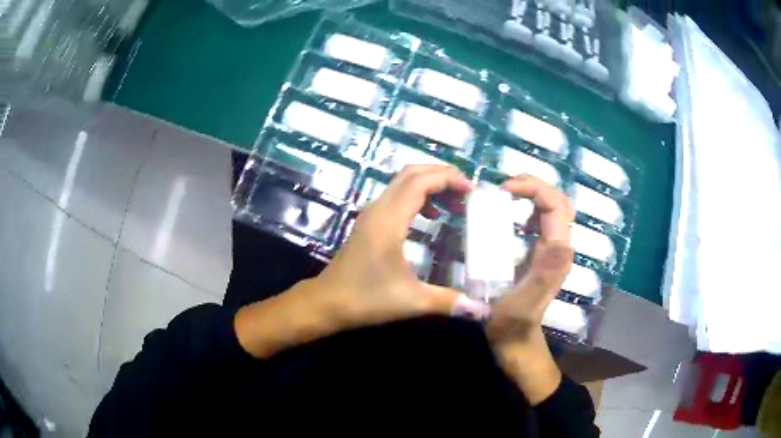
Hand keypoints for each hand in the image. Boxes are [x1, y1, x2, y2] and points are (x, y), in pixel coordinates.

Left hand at [314, 164, 488, 328]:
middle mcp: (379, 209)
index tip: (471, 190)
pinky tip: (431, 218)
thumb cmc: (366, 299)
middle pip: (411, 173)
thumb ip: (448, 301)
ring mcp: (371, 214)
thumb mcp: (411, 301)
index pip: (420, 181)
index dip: (448, 178)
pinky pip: (396, 197)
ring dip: (429, 185)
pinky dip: (417, 197)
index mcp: (389, 220)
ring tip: (453, 204)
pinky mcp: (368, 223)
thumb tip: (482, 311)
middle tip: (466, 193)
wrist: (326, 303)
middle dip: (441, 176)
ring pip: (402, 183)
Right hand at [485, 175, 575, 403]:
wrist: (515, 346)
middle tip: (502, 187)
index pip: (556, 205)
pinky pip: (539, 222)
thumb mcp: (524, 304)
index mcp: (556, 254)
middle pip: (557, 202)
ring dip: (530, 194)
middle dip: (533, 185)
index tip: (502, 189)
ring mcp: (549, 252)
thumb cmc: (513, 328)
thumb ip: (543, 276)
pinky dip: (525, 209)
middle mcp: (558, 248)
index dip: (533, 188)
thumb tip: (560, 241)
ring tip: (503, 195)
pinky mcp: (539, 257)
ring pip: (550, 209)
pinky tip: (507, 217)